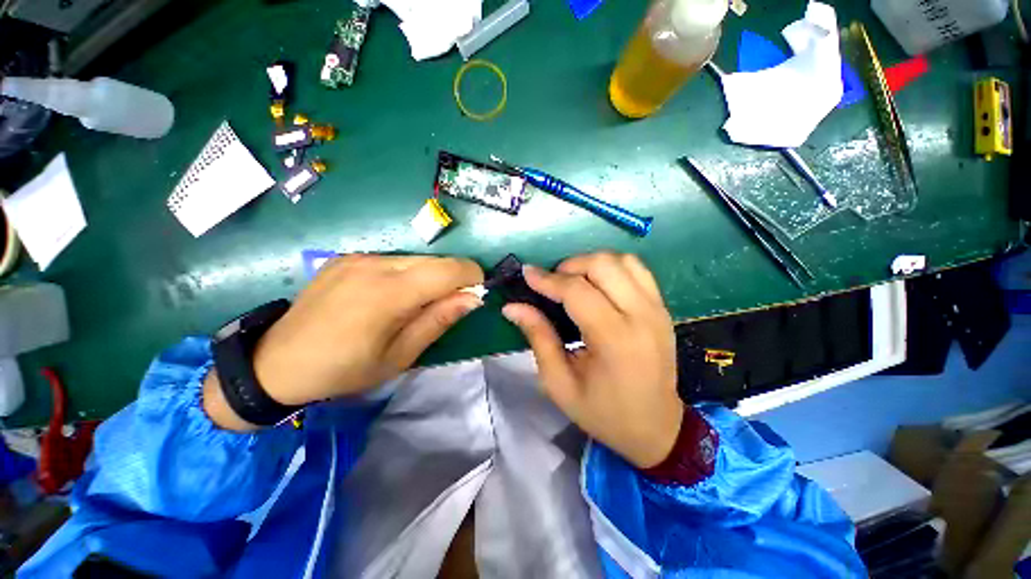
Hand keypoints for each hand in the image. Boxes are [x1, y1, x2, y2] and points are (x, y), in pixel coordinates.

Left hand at [204, 255, 482, 430]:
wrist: (276, 363)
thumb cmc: (344, 370)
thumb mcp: (400, 356)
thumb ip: (439, 320)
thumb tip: (473, 298)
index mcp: (388, 293)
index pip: (449, 269)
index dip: (472, 277)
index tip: (475, 295)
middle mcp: (374, 264)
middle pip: (436, 260)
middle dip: (453, 279)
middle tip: (446, 306)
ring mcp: (358, 257)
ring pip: (416, 259)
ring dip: (429, 277)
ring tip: (415, 305)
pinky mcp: (347, 256)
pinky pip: (394, 260)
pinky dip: (407, 275)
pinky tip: (389, 297)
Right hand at [502, 253, 682, 468]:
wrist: (655, 427)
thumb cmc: (603, 412)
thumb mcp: (559, 383)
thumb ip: (538, 337)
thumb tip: (513, 307)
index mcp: (614, 339)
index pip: (577, 291)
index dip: (547, 279)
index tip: (526, 273)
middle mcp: (641, 316)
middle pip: (603, 265)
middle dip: (569, 266)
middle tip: (551, 283)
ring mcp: (657, 309)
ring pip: (622, 260)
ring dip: (591, 263)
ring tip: (573, 281)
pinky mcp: (662, 307)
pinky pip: (637, 269)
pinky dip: (612, 267)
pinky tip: (597, 284)